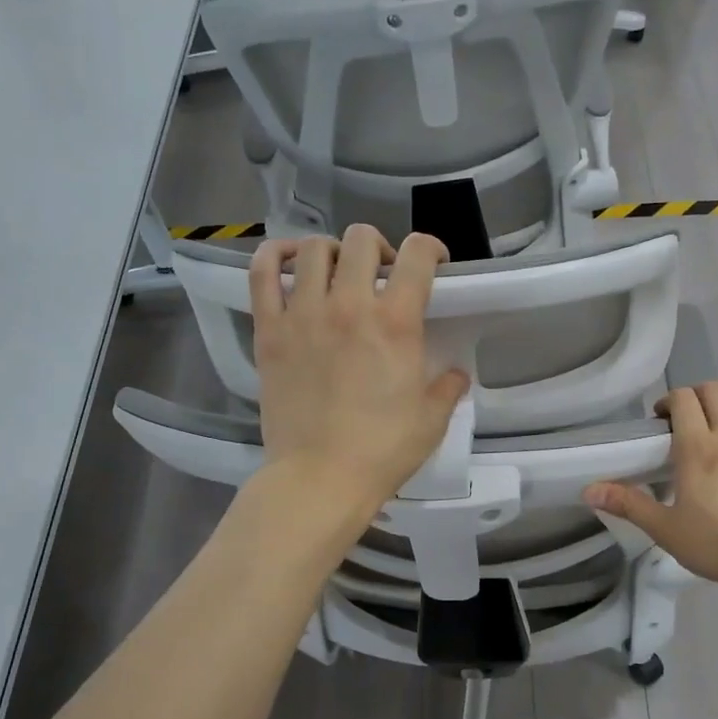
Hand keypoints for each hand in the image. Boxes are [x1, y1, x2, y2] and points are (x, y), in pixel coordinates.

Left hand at [251, 226, 470, 519]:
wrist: (320, 478)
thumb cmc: (382, 451)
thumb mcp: (432, 421)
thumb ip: (447, 388)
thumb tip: (455, 374)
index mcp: (396, 323)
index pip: (417, 255)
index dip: (431, 248)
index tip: (433, 263)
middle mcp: (349, 305)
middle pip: (362, 240)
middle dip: (380, 247)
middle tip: (382, 274)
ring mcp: (303, 314)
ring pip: (313, 249)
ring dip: (332, 252)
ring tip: (337, 273)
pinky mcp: (269, 331)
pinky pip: (262, 273)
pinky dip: (274, 256)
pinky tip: (289, 263)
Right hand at [585, 376, 717, 596]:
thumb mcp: (668, 530)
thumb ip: (630, 505)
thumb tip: (588, 490)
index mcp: (697, 449)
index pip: (683, 400)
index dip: (669, 400)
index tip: (662, 419)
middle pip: (712, 390)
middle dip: (695, 393)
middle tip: (687, 415)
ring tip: (717, 404)